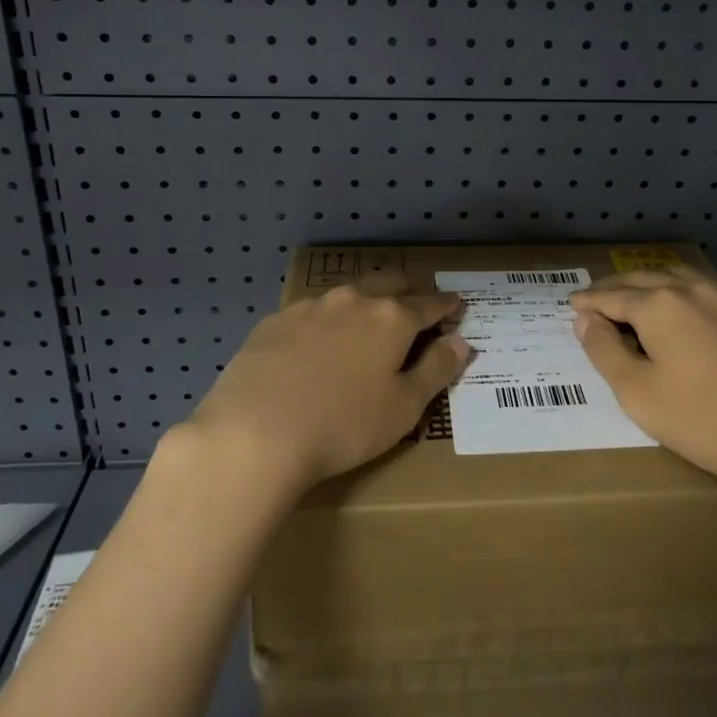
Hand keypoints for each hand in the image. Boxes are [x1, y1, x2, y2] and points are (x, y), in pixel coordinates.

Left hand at [178, 276, 472, 497]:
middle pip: (389, 283)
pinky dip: (327, 320)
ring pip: (349, 293)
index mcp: (392, 318)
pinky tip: (317, 342)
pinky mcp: (275, 321)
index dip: (446, 305)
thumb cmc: (343, 425)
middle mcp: (354, 300)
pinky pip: (312, 312)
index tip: (456, 304)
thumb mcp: (404, 407)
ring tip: (368, 317)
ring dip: (366, 301)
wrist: (254, 432)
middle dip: (408, 289)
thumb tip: (461, 342)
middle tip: (416, 301)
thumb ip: (436, 370)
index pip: (429, 304)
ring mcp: (310, 306)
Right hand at [569, 267, 716, 493]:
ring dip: (656, 283)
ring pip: (685, 279)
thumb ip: (604, 351)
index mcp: (660, 305)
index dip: (589, 300)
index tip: (572, 303)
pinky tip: (695, 319)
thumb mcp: (637, 393)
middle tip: (598, 296)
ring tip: (642, 294)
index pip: (613, 296)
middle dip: (618, 286)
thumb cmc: (702, 421)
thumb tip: (585, 319)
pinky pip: (716, 299)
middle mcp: (694, 291)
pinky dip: (692, 300)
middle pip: (646, 279)